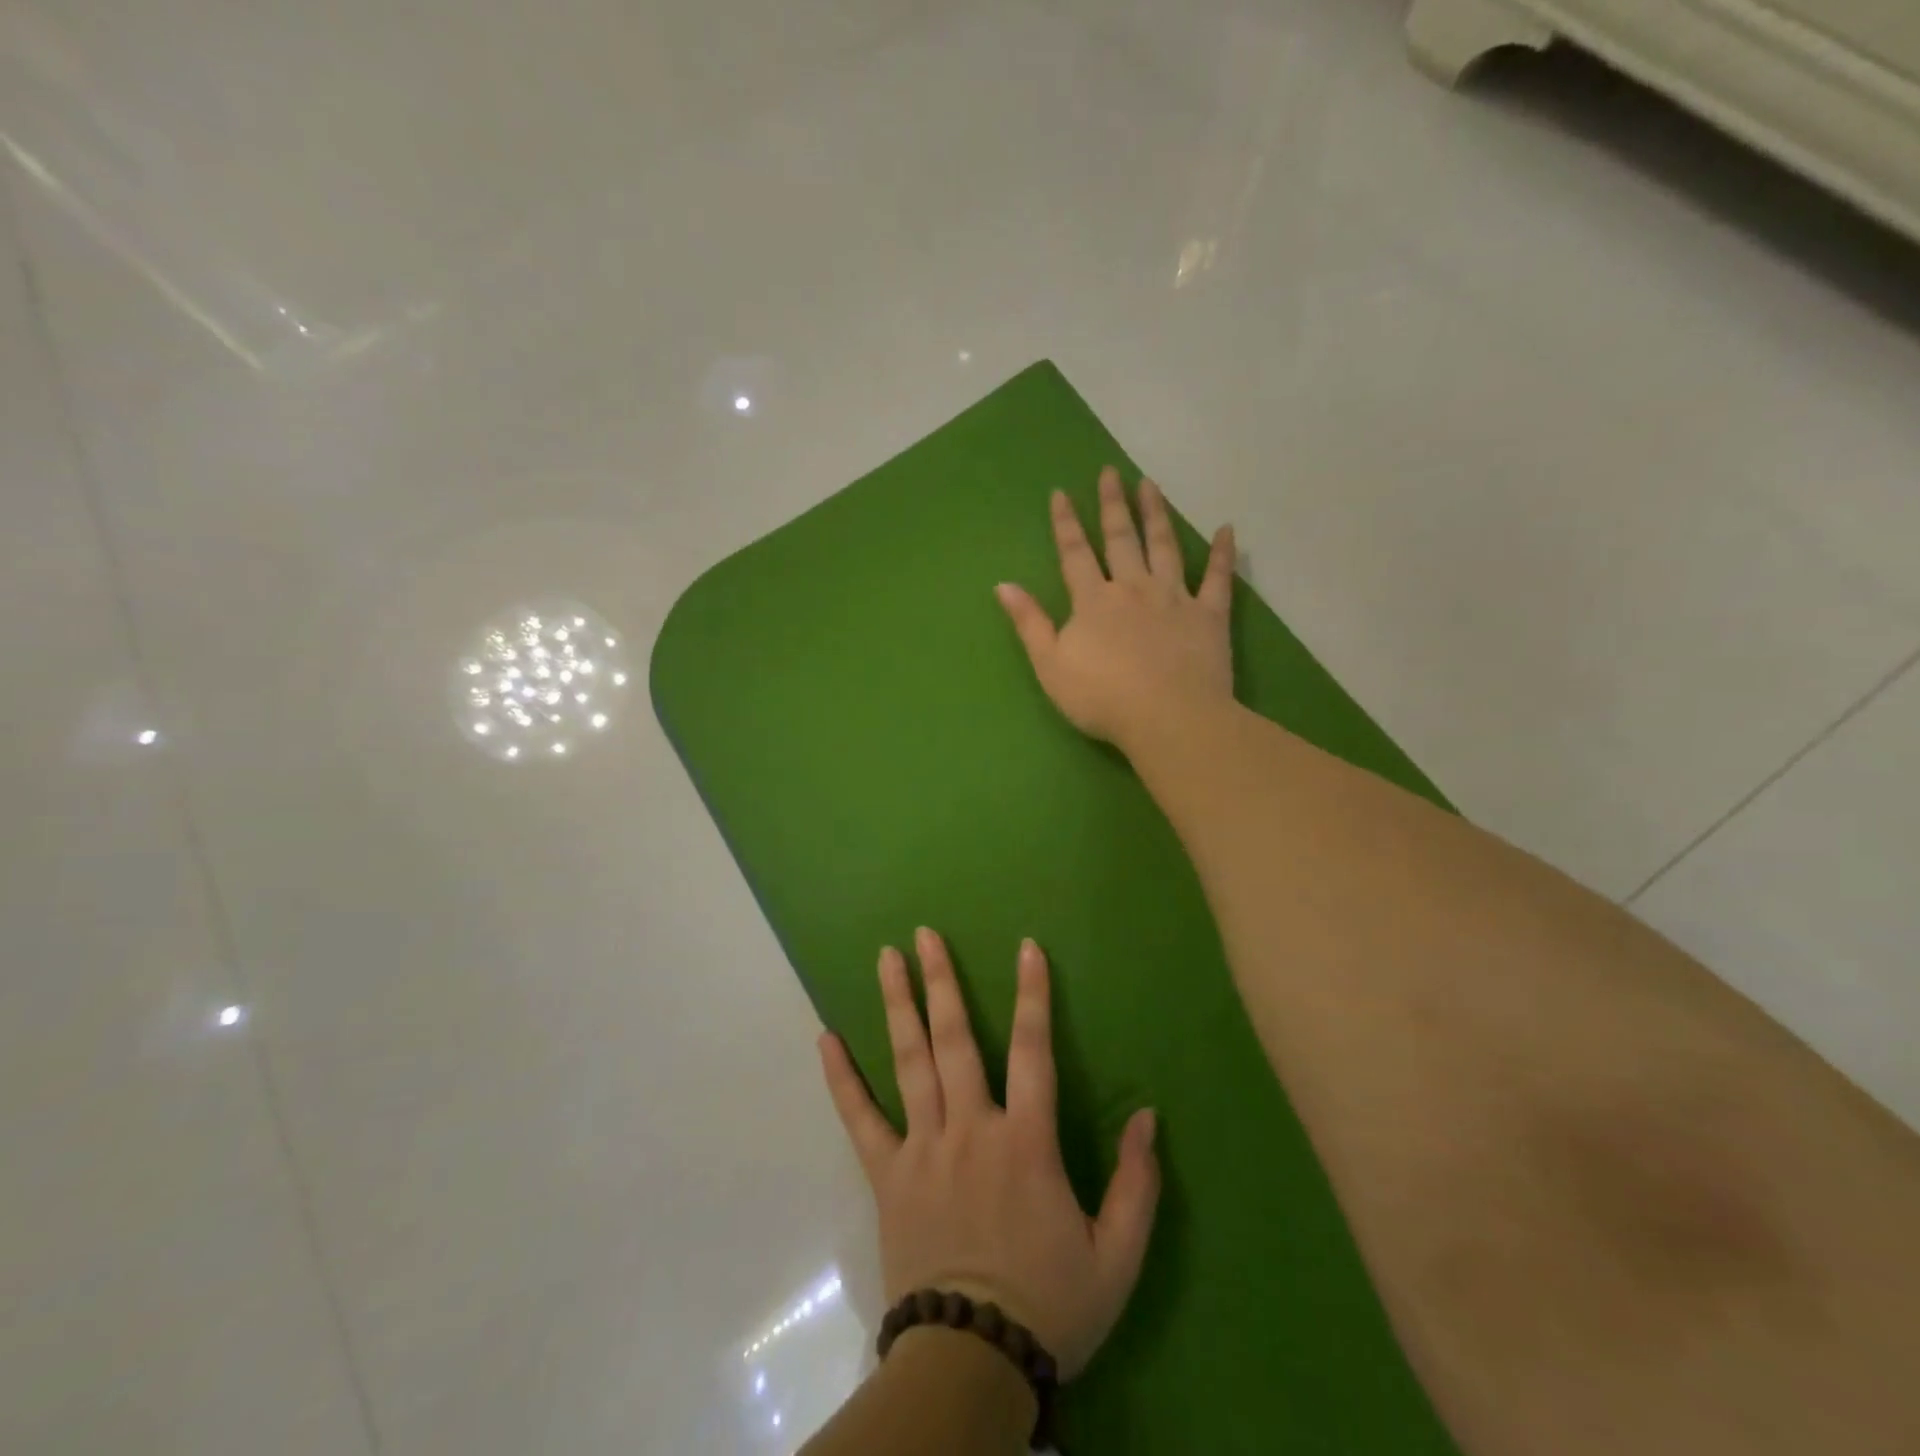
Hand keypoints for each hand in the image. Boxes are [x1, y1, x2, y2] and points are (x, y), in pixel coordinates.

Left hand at [817, 928, 1159, 1379]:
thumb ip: (1136, 1183)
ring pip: (908, 1062)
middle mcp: (970, 1129)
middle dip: (942, 981)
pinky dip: (841, 1078)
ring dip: (898, 1006)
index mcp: (1025, 1142)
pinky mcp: (887, 1176)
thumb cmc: (1048, 1306)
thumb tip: (1150, 1117)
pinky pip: (858, 1119)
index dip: (1033, 995)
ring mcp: (922, 1148)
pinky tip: (825, 1038)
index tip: (1026, 948)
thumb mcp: (1116, 1256)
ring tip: (886, 958)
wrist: (973, 1365)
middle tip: (924, 934)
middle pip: (955, 1040)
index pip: (1034, 1051)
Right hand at [995, 466, 1236, 749]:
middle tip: (1111, 472)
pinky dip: (1222, 554)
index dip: (1066, 523)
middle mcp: (1133, 588)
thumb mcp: (1050, 665)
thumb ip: (1029, 623)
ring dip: (1156, 514)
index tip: (1061, 492)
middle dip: (1113, 505)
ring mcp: (1175, 598)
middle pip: (1121, 539)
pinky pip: (1218, 579)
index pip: (1075, 553)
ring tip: (1150, 484)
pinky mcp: (1209, 616)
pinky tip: (1226, 529)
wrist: (1167, 718)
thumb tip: (1003, 585)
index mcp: (1093, 601)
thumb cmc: (1101, 698)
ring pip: (1165, 547)